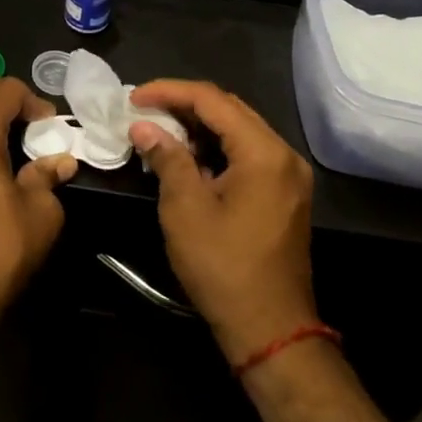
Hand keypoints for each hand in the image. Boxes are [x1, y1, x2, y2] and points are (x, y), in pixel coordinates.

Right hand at [127, 80, 317, 364]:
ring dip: (199, 125)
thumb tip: (144, 127)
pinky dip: (215, 147)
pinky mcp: (284, 194)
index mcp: (264, 153)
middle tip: (143, 110)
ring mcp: (288, 175)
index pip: (212, 100)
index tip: (134, 98)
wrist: (270, 329)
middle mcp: (284, 155)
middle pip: (230, 109)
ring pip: (239, 130)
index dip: (169, 91)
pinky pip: (247, 153)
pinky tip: (187, 156)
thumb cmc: (223, 267)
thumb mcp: (185, 209)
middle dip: (184, 104)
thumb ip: (167, 158)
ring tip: (159, 130)